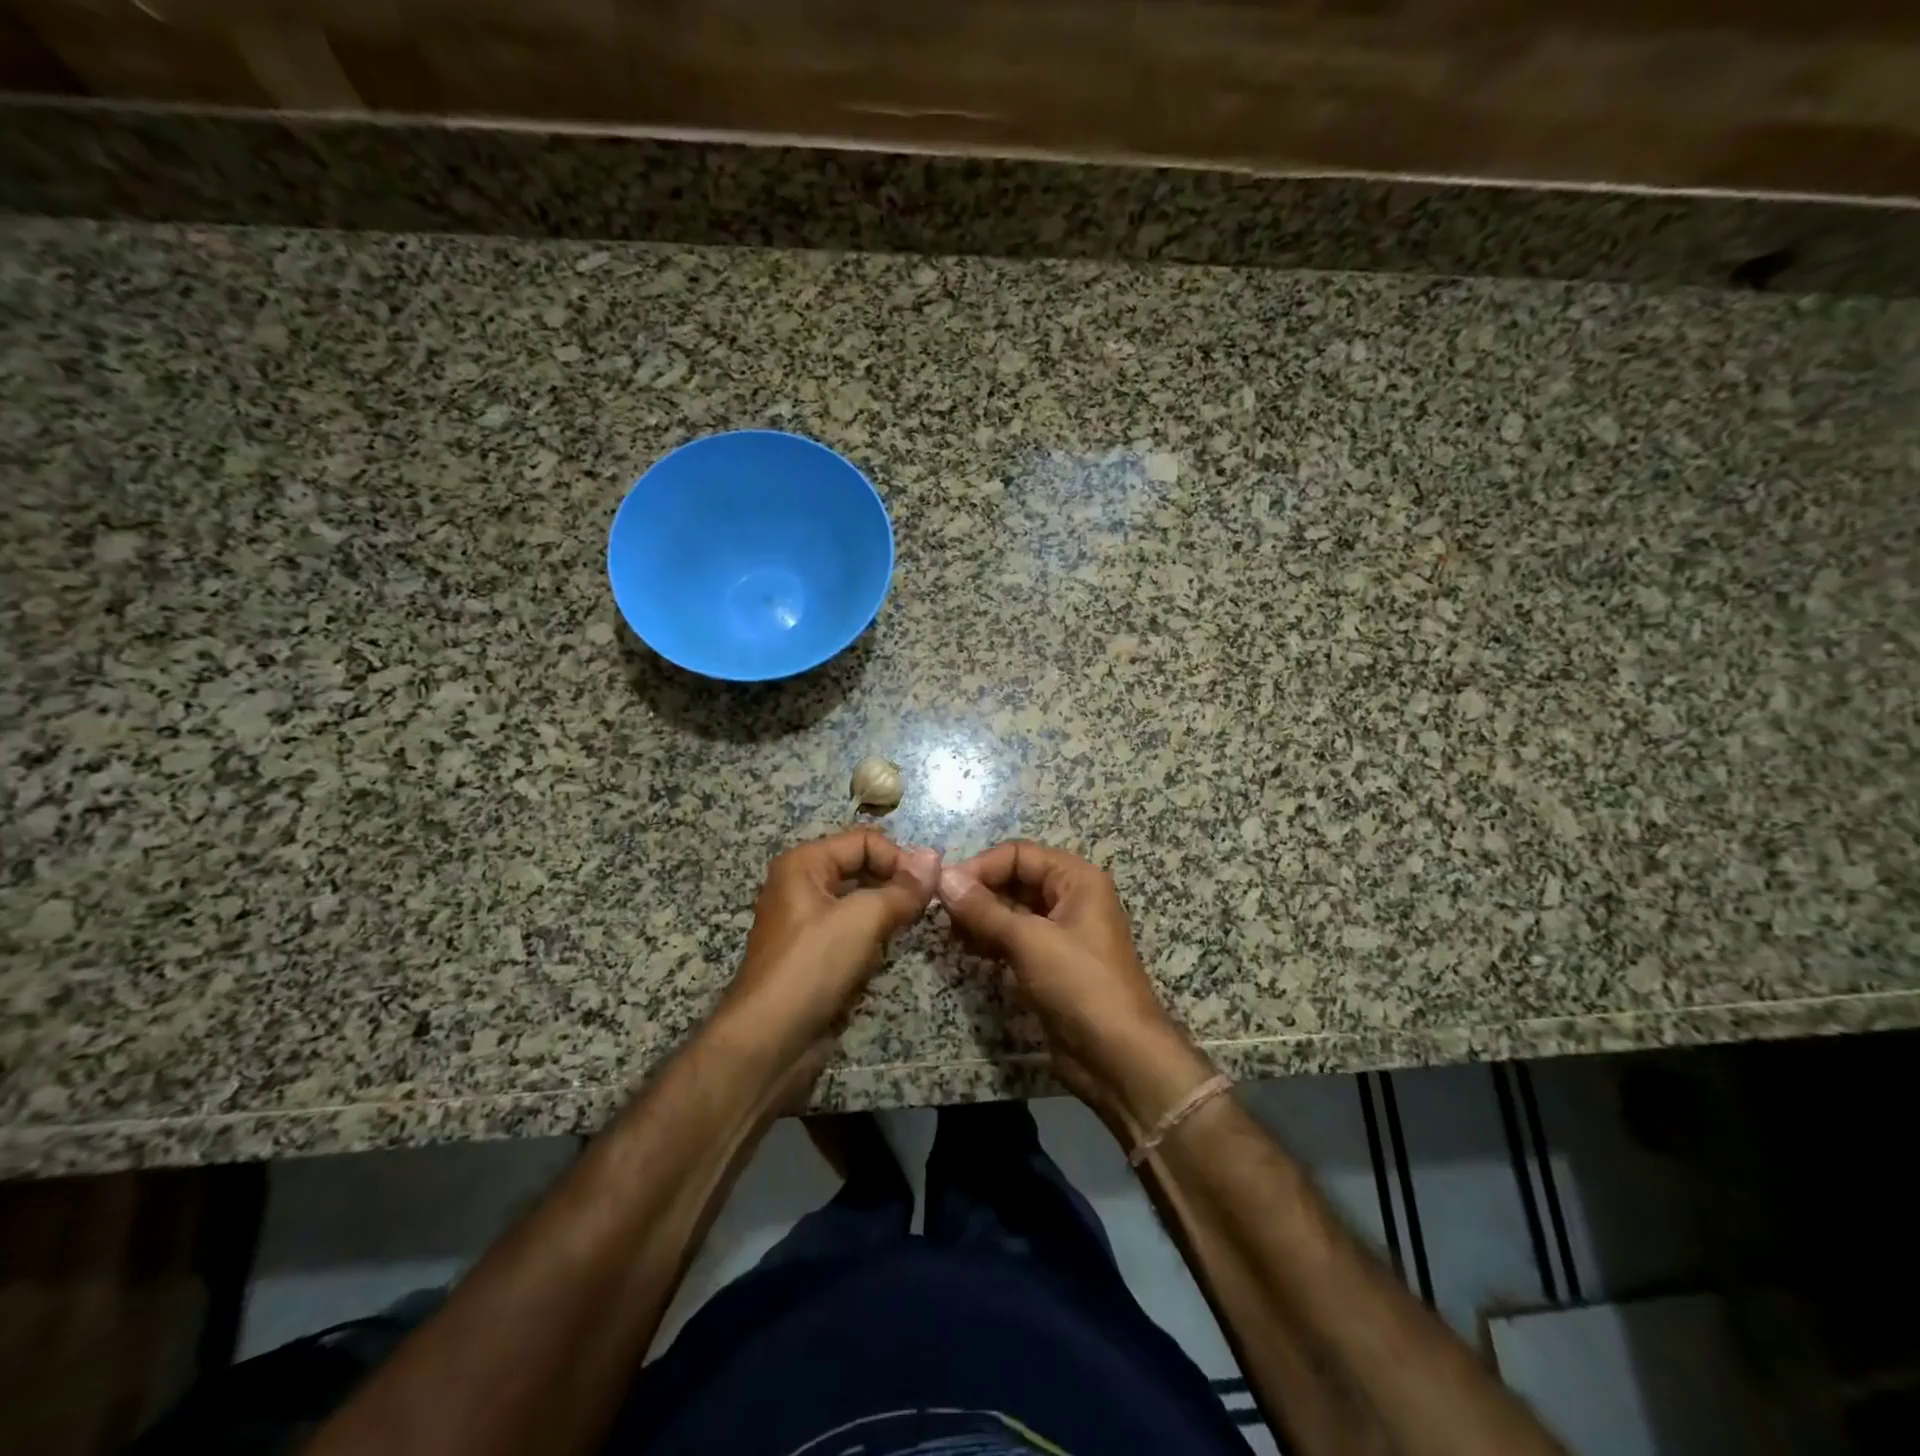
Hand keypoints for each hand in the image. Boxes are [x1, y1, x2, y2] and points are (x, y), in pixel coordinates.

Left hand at [717, 829, 941, 1092]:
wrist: (770, 1042)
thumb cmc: (813, 966)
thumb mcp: (864, 918)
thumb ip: (903, 888)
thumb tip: (935, 857)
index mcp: (804, 864)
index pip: (864, 840)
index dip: (899, 858)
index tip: (930, 886)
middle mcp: (802, 886)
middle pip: (862, 868)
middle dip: (896, 883)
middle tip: (927, 906)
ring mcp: (806, 924)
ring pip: (860, 903)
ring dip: (888, 912)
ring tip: (912, 927)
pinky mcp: (814, 957)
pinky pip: (852, 933)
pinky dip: (874, 938)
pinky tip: (888, 954)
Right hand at [937, 842, 1212, 1136]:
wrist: (1119, 1057)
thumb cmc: (1080, 985)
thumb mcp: (1029, 941)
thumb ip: (983, 909)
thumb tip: (944, 878)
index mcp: (1076, 879)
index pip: (1019, 854)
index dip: (981, 866)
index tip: (945, 889)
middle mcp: (1071, 898)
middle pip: (1015, 880)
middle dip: (979, 893)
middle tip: (942, 914)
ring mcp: (1062, 933)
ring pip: (1013, 911)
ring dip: (981, 918)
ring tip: (951, 934)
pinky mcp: (1052, 964)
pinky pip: (1016, 939)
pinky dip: (992, 940)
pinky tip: (968, 950)